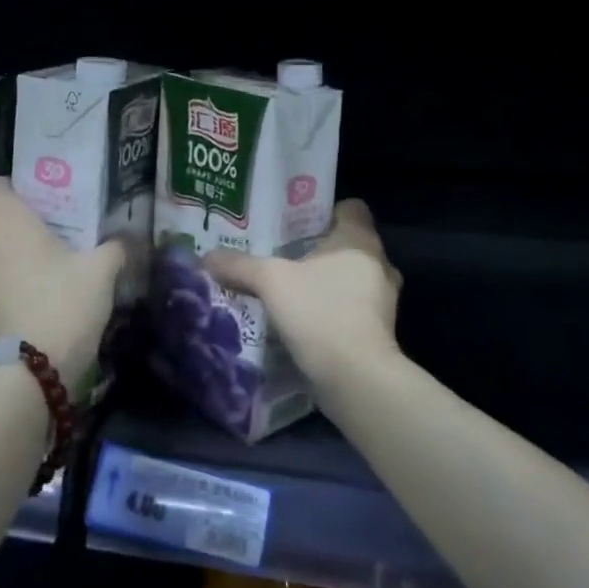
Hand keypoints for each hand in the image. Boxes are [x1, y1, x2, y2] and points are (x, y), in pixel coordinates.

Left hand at [0, 177, 123, 388]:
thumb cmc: (64, 303)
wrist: (34, 371)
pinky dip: (9, 275)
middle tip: (53, 226)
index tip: (40, 196)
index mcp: (7, 221)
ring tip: (48, 258)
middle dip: (18, 219)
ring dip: (13, 250)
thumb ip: (114, 246)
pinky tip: (39, 287)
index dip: (13, 186)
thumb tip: (126, 237)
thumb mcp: (101, 270)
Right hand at [205, 199, 401, 399]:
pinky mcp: (379, 331)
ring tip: (289, 288)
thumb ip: (239, 265)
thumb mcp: (270, 281)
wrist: (357, 379)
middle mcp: (378, 263)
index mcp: (359, 239)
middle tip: (282, 254)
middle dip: (317, 249)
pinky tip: (302, 320)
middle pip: (347, 244)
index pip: (350, 208)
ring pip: (350, 278)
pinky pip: (351, 308)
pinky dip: (331, 310)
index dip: (324, 210)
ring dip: (324, 282)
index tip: (295, 222)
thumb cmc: (320, 312)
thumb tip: (205, 257)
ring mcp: (383, 300)